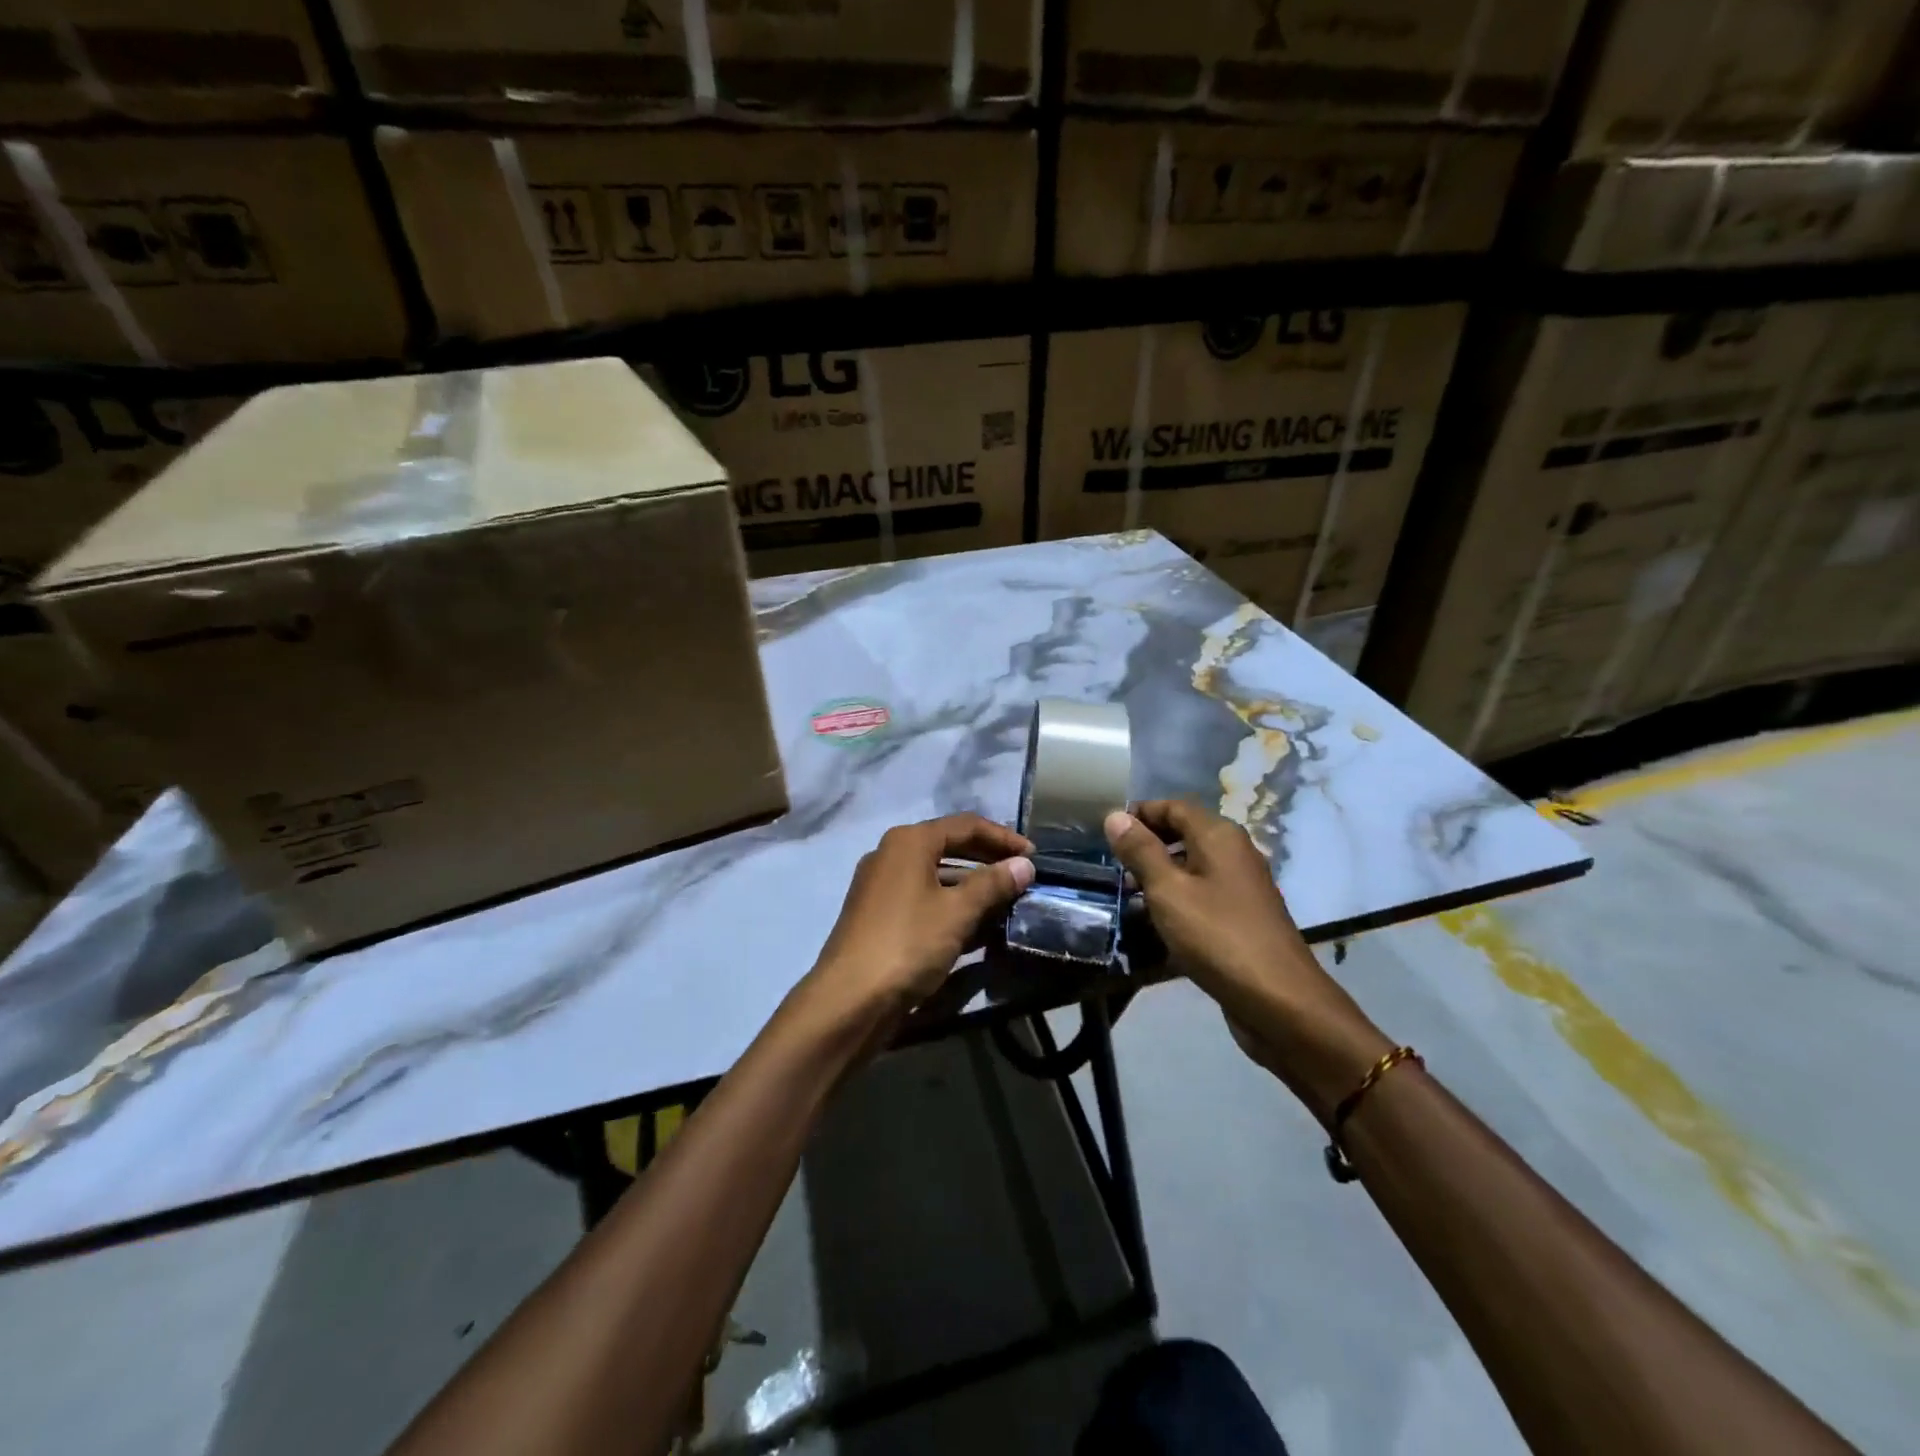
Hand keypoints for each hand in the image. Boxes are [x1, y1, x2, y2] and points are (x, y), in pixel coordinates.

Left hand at [806, 814, 1034, 1022]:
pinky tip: (976, 926)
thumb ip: (993, 884)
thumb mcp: (957, 911)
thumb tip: (1024, 864)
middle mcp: (891, 855)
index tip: (1034, 856)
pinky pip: (924, 898)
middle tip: (1023, 875)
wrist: (850, 999)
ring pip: (937, 875)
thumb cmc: (908, 943)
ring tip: (1007, 902)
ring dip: (972, 886)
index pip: (966, 825)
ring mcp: (881, 886)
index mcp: (909, 841)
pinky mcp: (879, 915)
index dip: (1003, 837)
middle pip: (949, 846)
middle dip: (988, 860)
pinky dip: (951, 905)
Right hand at [1104, 800, 1390, 1121]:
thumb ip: (1141, 852)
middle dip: (1148, 844)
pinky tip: (1157, 921)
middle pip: (1184, 833)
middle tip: (1113, 864)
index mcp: (1219, 836)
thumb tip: (1115, 816)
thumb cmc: (1217, 936)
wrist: (1279, 1001)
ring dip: (1160, 874)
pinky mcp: (1243, 916)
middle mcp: (1234, 852)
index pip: (1174, 806)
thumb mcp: (1168, 891)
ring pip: (1193, 865)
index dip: (1140, 813)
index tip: (1108, 831)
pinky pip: (1203, 893)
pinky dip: (1178, 898)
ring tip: (1127, 895)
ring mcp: (1242, 886)